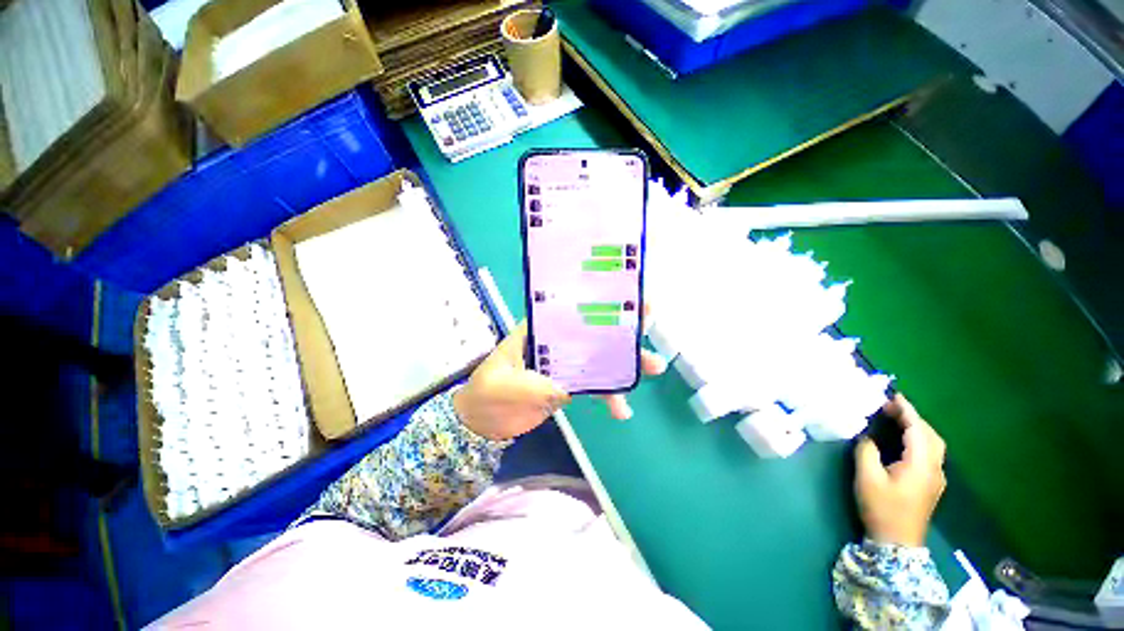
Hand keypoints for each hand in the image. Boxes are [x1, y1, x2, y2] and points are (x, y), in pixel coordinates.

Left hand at [453, 311, 668, 439]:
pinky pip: (595, 385)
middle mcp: (555, 341)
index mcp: (539, 330)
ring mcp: (564, 363)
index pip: (572, 310)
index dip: (600, 304)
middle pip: (594, 331)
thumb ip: (533, 385)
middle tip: (650, 328)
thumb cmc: (485, 394)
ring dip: (626, 364)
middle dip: (623, 331)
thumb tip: (568, 390)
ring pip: (600, 358)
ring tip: (653, 369)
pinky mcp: (568, 384)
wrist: (480, 422)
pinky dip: (610, 395)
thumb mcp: (501, 385)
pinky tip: (622, 410)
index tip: (629, 300)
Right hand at [853, 394, 946, 547]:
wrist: (897, 543)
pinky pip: (930, 453)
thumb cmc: (882, 508)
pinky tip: (904, 440)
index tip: (893, 395)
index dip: (907, 411)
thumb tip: (867, 435)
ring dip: (917, 428)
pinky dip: (919, 439)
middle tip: (889, 407)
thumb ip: (867, 451)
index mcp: (921, 464)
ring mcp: (936, 477)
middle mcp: (935, 468)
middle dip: (913, 417)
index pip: (917, 430)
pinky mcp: (932, 484)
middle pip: (930, 435)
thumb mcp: (868, 478)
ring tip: (896, 419)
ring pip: (933, 444)